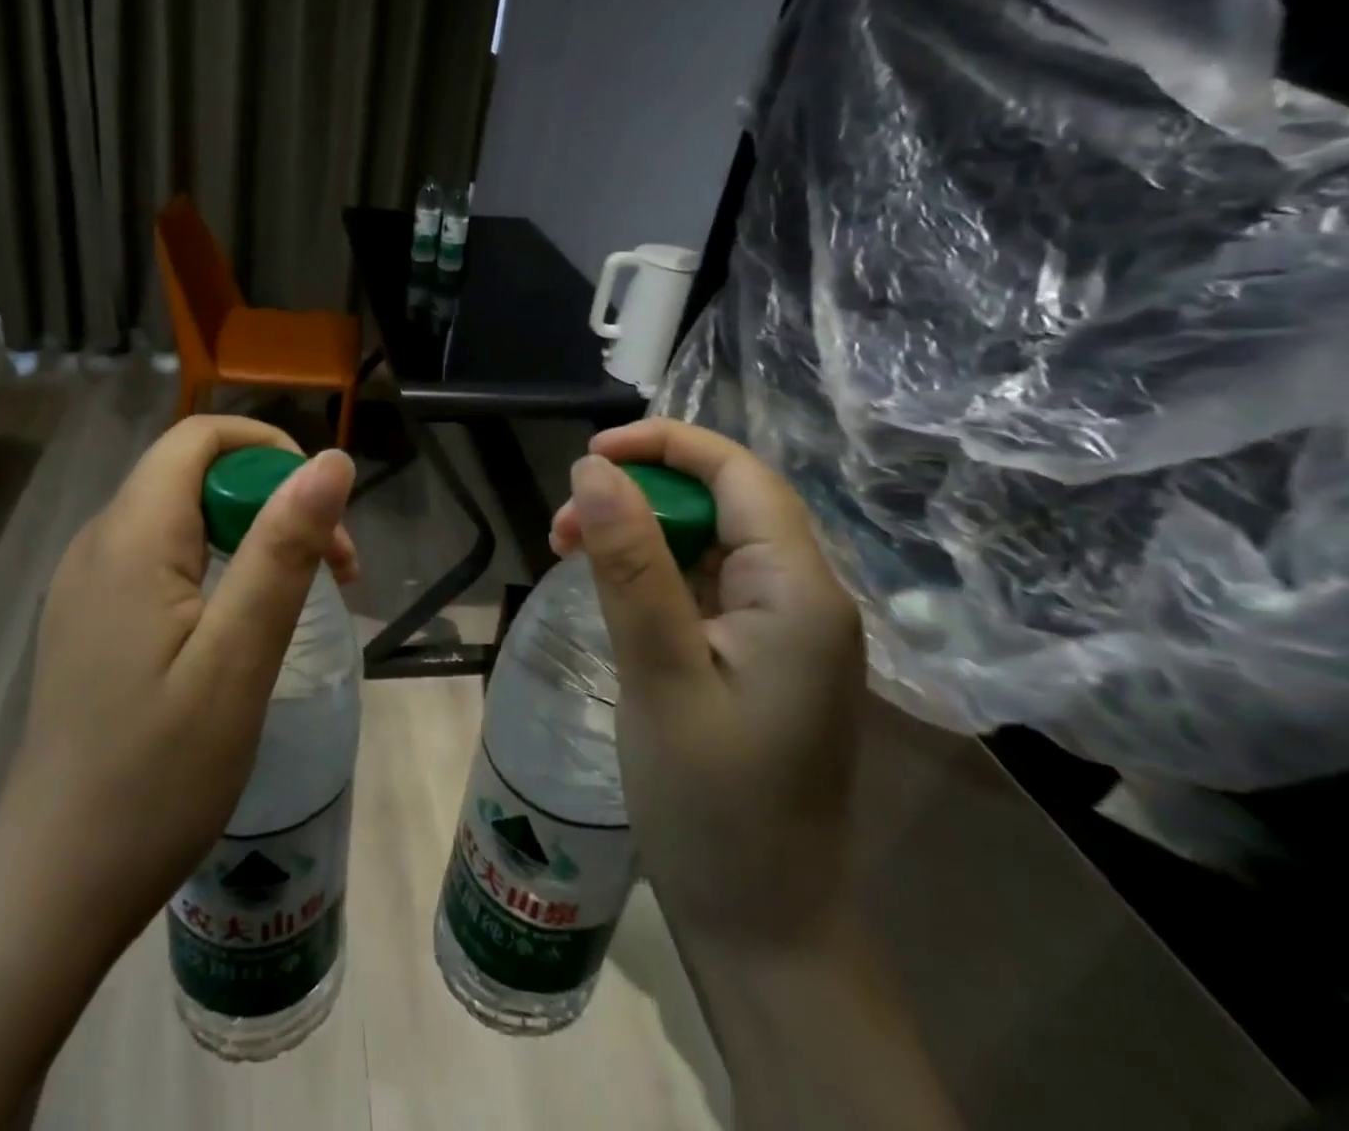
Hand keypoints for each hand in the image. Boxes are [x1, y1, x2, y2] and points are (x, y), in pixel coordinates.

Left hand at [1, 415, 356, 961]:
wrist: (59, 883)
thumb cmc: (159, 774)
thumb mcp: (238, 657)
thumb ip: (283, 549)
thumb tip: (331, 460)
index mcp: (131, 538)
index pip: (199, 437)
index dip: (269, 451)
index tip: (322, 512)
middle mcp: (99, 543)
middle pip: (194, 474)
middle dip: (272, 500)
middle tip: (333, 571)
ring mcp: (88, 584)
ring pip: (181, 517)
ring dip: (251, 535)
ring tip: (299, 600)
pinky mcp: (91, 620)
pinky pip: (162, 559)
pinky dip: (217, 567)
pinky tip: (241, 626)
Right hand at [550, 418, 862, 950]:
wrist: (761, 923)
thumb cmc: (710, 803)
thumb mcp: (658, 671)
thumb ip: (630, 562)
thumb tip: (593, 467)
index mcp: (798, 590)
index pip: (739, 473)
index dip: (665, 444)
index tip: (588, 455)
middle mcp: (804, 596)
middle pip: (723, 502)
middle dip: (640, 494)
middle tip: (562, 529)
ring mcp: (784, 629)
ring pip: (709, 541)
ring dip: (639, 533)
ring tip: (570, 554)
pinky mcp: (760, 656)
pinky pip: (705, 584)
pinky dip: (653, 573)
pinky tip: (609, 591)